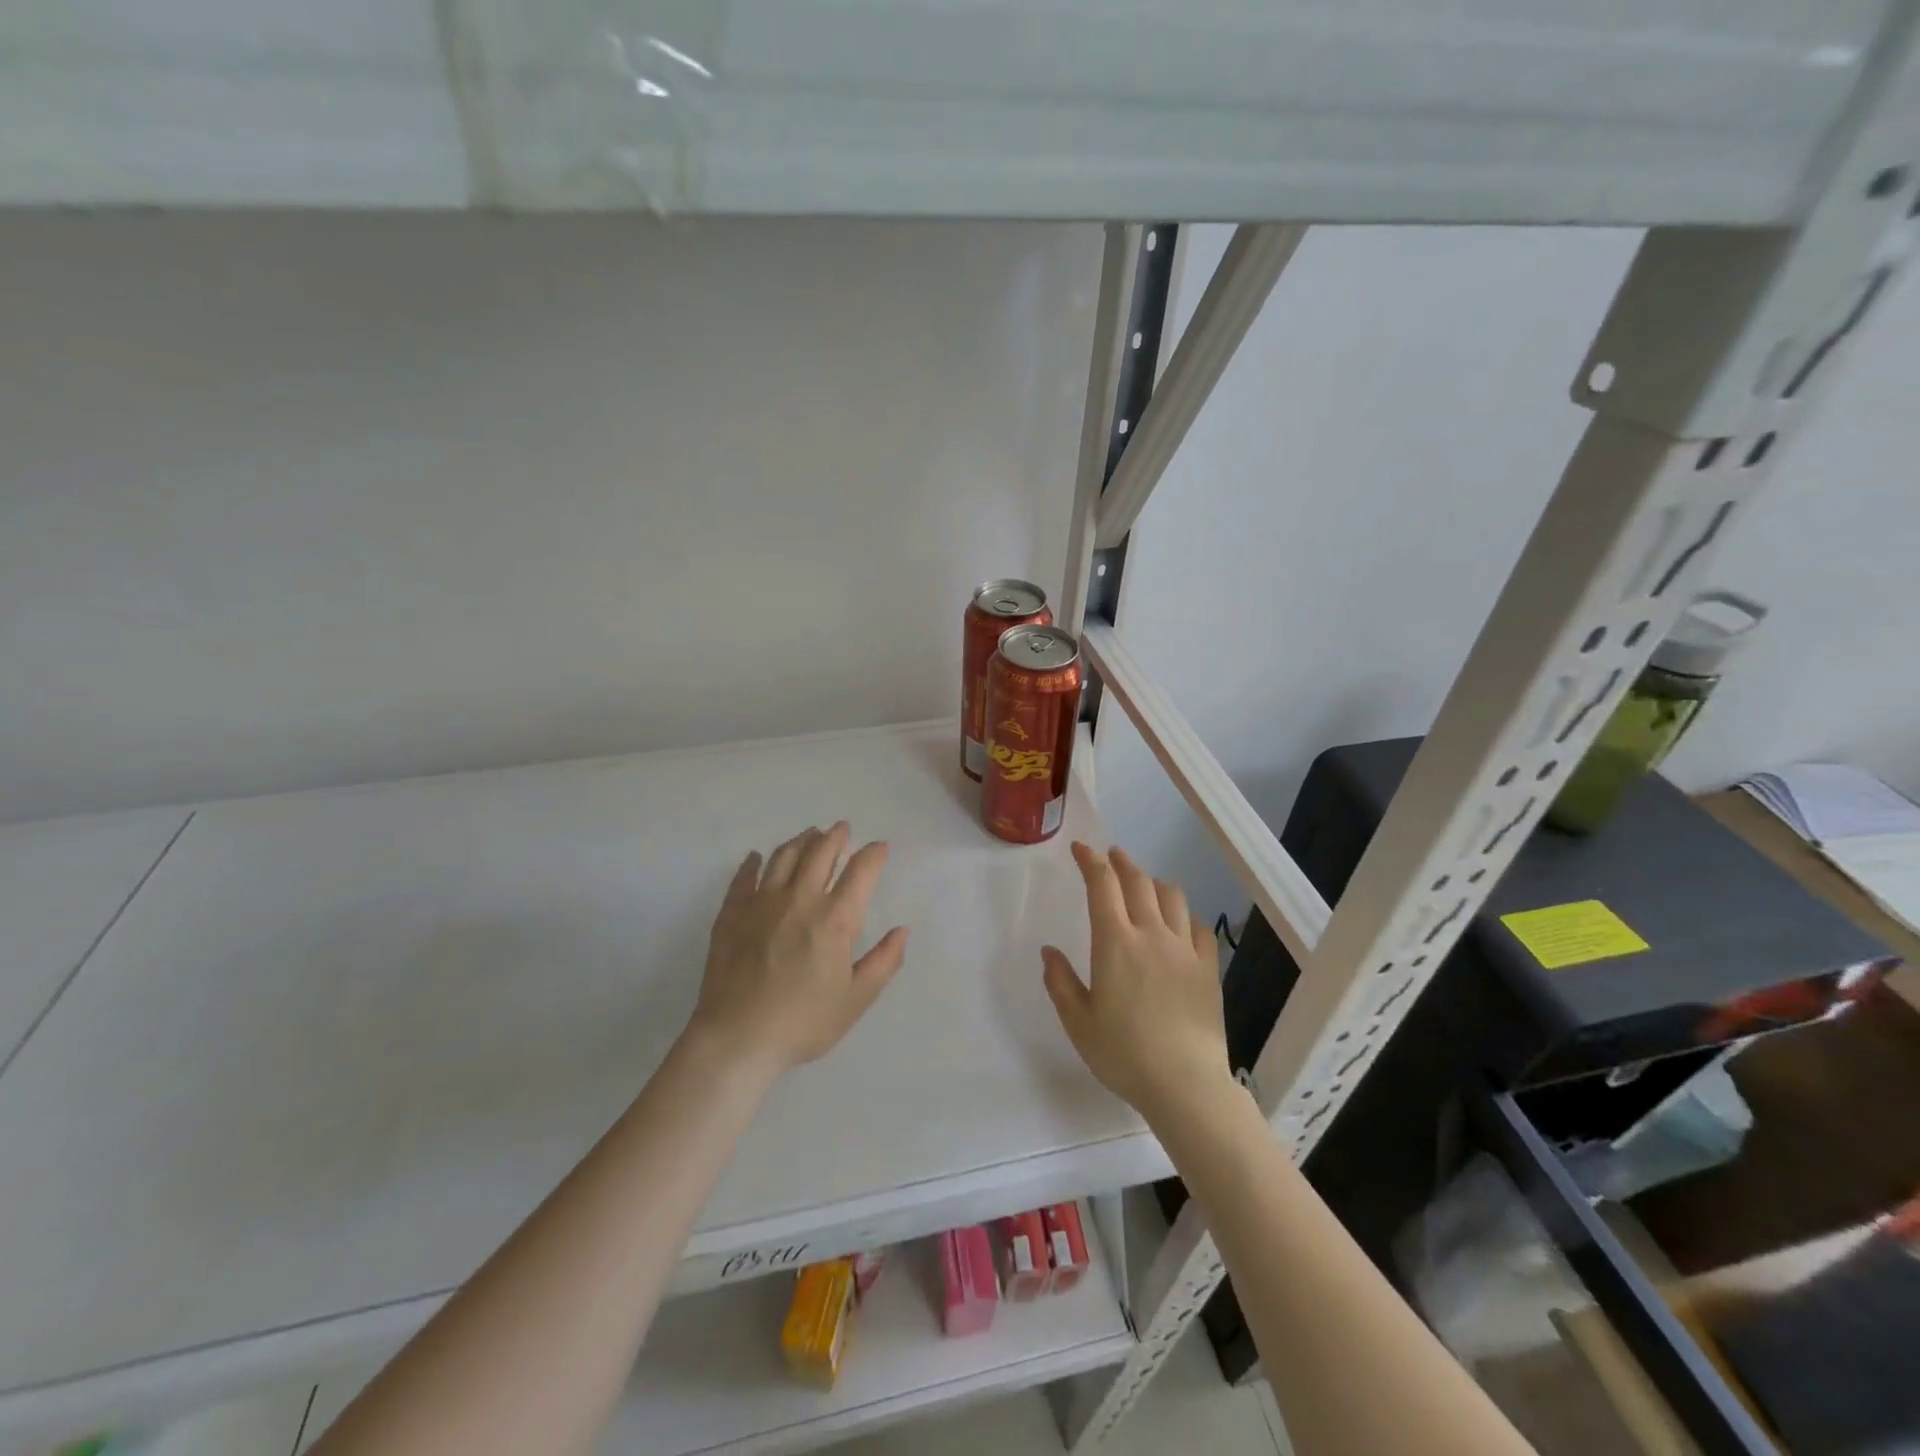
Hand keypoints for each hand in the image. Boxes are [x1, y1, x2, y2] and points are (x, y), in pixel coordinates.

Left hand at [688, 822, 908, 1079]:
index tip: (879, 847)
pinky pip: (744, 877)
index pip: (861, 871)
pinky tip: (755, 858)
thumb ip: (883, 961)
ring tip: (809, 835)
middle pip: (820, 852)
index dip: (873, 854)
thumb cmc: (804, 1022)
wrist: (737, 1038)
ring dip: (800, 841)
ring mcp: (762, 902)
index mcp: (835, 918)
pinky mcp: (732, 913)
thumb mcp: (856, 999)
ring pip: (783, 856)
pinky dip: (752, 863)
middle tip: (842, 829)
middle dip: (835, 836)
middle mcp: (800, 899)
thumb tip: (902, 930)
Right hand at [1042, 842, 1233, 1125]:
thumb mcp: (1078, 1022)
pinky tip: (1180, 924)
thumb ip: (1061, 982)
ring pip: (1172, 898)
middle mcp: (1151, 934)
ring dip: (1154, 883)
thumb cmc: (1124, 1054)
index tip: (1082, 849)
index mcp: (1115, 942)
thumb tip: (1049, 952)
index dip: (1091, 861)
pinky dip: (1185, 916)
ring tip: (1145, 884)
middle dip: (1122, 863)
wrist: (1185, 1084)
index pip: (1102, 885)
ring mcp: (1184, 950)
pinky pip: (1198, 929)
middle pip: (1138, 883)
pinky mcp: (1208, 969)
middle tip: (1112, 856)